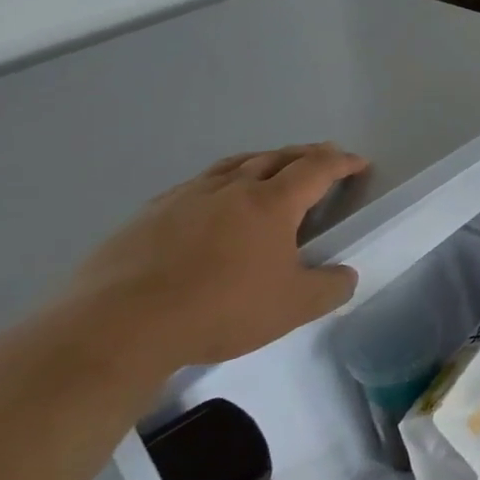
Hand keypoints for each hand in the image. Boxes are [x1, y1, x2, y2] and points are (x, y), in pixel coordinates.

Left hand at [57, 144, 369, 372]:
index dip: (341, 163)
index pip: (316, 169)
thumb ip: (331, 287)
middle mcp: (231, 188)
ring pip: (233, 165)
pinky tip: (211, 204)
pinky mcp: (149, 215)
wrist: (121, 325)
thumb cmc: (221, 309)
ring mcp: (185, 197)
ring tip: (270, 168)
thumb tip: (345, 275)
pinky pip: (196, 186)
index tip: (358, 163)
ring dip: (261, 161)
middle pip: (275, 157)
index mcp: (271, 203)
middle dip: (305, 154)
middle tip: (322, 158)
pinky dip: (219, 183)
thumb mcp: (294, 307)